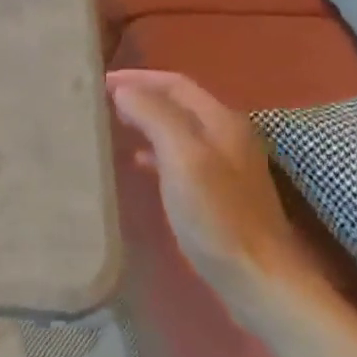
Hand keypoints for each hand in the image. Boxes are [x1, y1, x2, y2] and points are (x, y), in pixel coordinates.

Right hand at [106, 69, 310, 301]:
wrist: (256, 277)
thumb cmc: (217, 217)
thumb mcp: (183, 159)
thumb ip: (155, 117)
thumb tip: (124, 90)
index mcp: (222, 121)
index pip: (175, 84)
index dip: (137, 78)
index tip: (99, 82)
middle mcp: (227, 136)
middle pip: (178, 104)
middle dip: (141, 96)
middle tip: (101, 101)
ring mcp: (226, 166)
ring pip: (179, 131)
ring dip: (147, 122)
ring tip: (113, 126)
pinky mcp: (219, 193)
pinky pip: (181, 158)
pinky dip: (156, 152)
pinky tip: (138, 164)